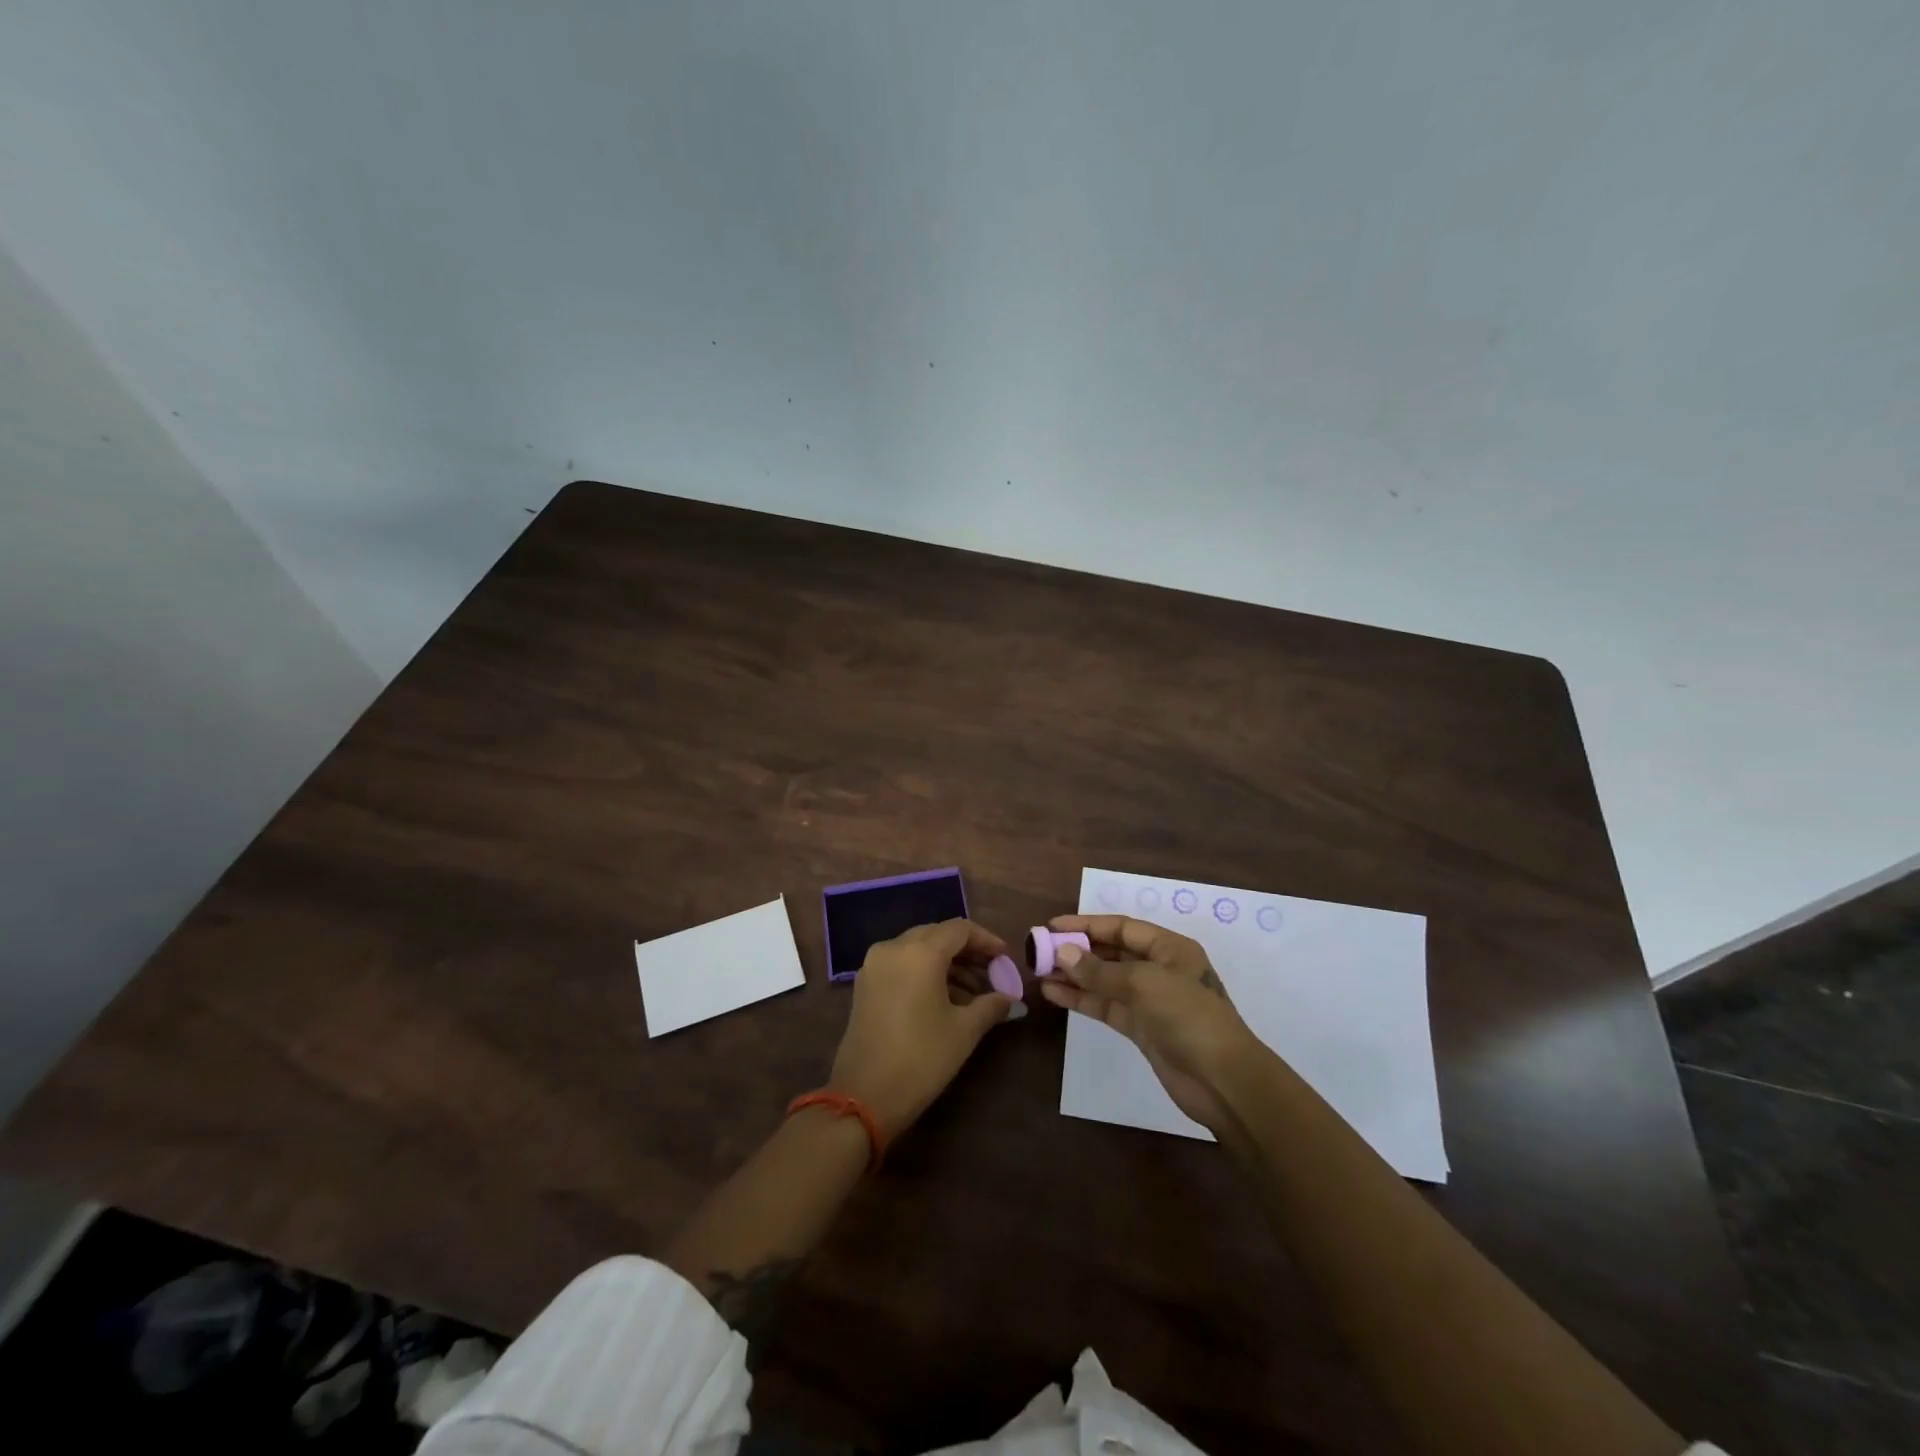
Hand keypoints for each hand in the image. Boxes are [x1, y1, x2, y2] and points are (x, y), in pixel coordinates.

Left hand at [828, 919, 1015, 1139]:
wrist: (863, 1097)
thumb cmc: (921, 1059)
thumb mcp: (964, 1031)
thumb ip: (991, 1006)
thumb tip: (1011, 998)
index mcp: (919, 952)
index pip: (960, 929)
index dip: (987, 940)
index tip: (1006, 958)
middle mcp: (893, 948)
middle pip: (937, 935)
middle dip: (967, 951)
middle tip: (992, 973)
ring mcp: (874, 965)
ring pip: (918, 949)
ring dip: (947, 963)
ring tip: (974, 993)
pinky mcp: (865, 984)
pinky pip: (901, 964)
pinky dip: (925, 972)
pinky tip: (945, 999)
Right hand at [1038, 914, 1266, 1131]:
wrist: (1224, 1081)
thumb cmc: (1189, 1018)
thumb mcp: (1144, 985)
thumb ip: (1100, 970)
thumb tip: (1061, 953)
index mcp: (1170, 948)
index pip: (1121, 928)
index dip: (1087, 925)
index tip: (1052, 926)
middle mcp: (1160, 969)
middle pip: (1112, 952)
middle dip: (1077, 950)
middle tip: (1040, 951)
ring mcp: (1150, 1001)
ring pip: (1105, 980)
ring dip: (1075, 975)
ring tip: (1040, 972)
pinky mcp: (1141, 1028)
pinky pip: (1106, 1006)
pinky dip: (1082, 999)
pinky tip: (1054, 994)